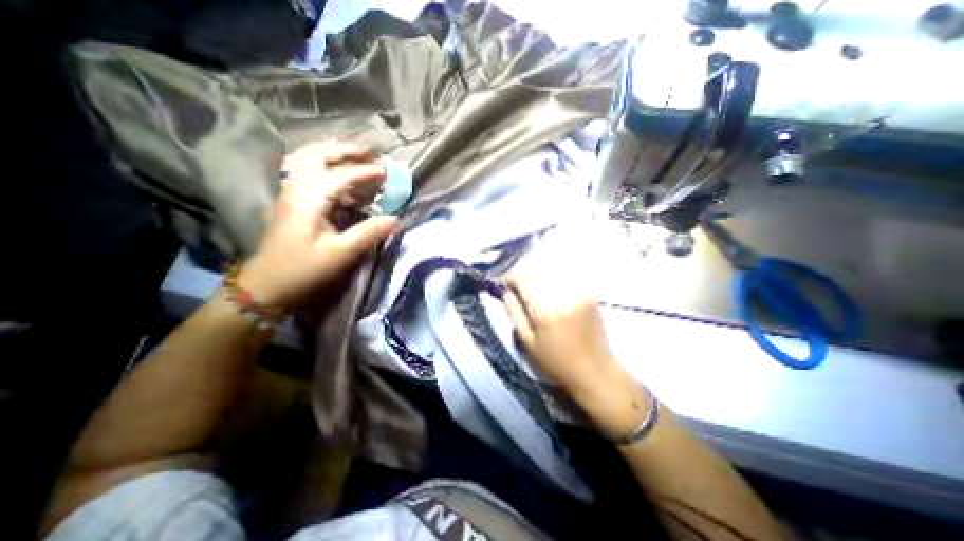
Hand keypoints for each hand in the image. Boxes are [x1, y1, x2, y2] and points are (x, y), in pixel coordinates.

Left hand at [237, 139, 399, 308]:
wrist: (268, 284)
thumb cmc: (304, 269)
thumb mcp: (341, 254)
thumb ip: (368, 233)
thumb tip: (394, 219)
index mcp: (307, 201)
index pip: (338, 176)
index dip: (363, 172)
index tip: (384, 172)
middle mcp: (294, 190)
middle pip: (315, 155)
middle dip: (343, 149)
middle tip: (368, 151)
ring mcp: (288, 193)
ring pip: (304, 159)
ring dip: (329, 151)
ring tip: (352, 153)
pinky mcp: (288, 201)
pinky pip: (303, 171)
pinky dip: (321, 164)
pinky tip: (334, 171)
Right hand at [506, 271, 655, 439]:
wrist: (595, 370)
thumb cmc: (556, 362)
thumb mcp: (527, 341)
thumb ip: (514, 311)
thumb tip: (504, 291)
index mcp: (545, 310)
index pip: (523, 278)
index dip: (509, 277)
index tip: (502, 284)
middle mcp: (562, 295)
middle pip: (536, 272)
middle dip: (522, 276)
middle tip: (515, 288)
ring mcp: (578, 292)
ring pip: (550, 273)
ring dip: (536, 278)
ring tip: (531, 290)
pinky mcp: (588, 294)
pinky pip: (563, 278)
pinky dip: (551, 281)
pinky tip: (549, 293)